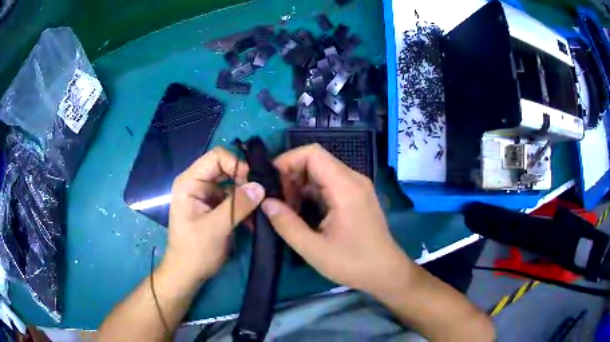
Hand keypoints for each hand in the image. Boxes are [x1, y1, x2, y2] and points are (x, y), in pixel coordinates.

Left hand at [164, 147, 264, 284]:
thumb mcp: (216, 228)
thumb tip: (261, 186)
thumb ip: (238, 206)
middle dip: (245, 179)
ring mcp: (207, 194)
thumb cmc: (195, 250)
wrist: (188, 273)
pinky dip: (246, 205)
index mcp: (190, 182)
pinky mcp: (215, 206)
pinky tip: (255, 218)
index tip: (253, 182)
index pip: (216, 157)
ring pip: (233, 183)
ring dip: (248, 194)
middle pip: (226, 168)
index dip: (237, 164)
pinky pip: (235, 197)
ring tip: (262, 207)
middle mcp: (198, 183)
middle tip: (262, 194)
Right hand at [261, 144, 411, 294]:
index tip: (270, 182)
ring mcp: (357, 187)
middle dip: (290, 175)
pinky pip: (329, 184)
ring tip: (285, 208)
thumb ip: (287, 224)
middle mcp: (353, 179)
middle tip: (275, 200)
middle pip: (316, 160)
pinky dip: (311, 192)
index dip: (287, 161)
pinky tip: (300, 212)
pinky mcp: (356, 197)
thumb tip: (265, 203)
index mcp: (345, 187)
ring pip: (321, 172)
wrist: (386, 272)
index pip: (312, 153)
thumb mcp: (314, 249)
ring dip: (299, 185)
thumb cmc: (353, 263)